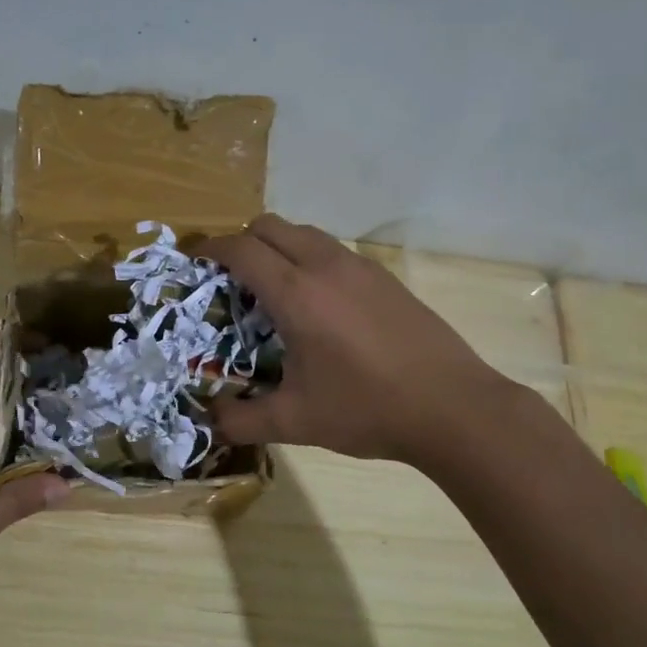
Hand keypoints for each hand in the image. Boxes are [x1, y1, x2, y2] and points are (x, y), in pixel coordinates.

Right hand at [199, 215, 510, 464]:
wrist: (454, 408)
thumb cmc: (367, 409)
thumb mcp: (296, 421)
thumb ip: (243, 420)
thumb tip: (210, 421)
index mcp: (296, 294)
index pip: (241, 250)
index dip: (210, 248)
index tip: (192, 259)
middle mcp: (325, 266)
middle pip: (269, 225)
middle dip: (241, 242)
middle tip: (230, 279)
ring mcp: (360, 267)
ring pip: (304, 232)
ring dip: (277, 247)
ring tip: (272, 290)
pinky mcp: (385, 277)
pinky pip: (332, 250)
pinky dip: (309, 259)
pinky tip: (318, 305)